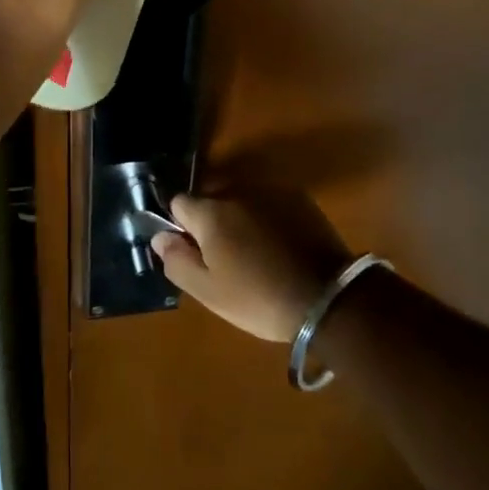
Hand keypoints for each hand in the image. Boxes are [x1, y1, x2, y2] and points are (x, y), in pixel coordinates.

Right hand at [151, 192, 354, 342]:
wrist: (329, 298)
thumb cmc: (260, 299)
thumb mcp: (209, 293)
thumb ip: (177, 261)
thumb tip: (159, 237)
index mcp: (210, 213)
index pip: (179, 202)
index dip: (181, 226)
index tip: (195, 251)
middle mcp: (237, 191)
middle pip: (210, 198)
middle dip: (211, 220)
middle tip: (226, 257)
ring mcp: (270, 191)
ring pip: (240, 198)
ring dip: (239, 217)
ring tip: (256, 252)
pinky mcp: (298, 197)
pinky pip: (268, 201)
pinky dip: (266, 216)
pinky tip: (279, 245)